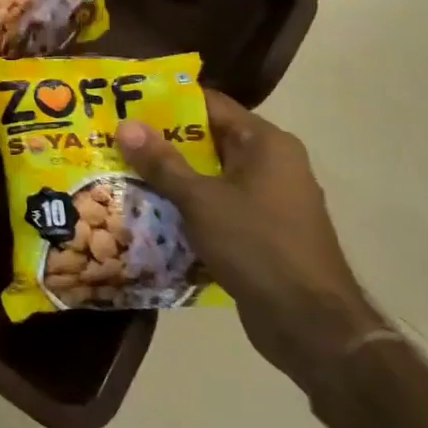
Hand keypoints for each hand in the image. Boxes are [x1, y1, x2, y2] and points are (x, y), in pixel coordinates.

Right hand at [117, 94, 383, 391]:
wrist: (310, 325)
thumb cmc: (257, 246)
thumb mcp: (200, 200)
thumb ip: (162, 162)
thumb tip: (125, 125)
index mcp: (266, 143)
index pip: (211, 105)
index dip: (168, 102)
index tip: (128, 103)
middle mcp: (273, 164)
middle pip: (210, 139)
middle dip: (164, 141)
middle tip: (117, 139)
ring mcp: (271, 200)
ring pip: (212, 176)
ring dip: (174, 177)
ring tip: (125, 172)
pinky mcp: (264, 232)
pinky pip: (220, 206)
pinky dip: (190, 206)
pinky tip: (153, 211)